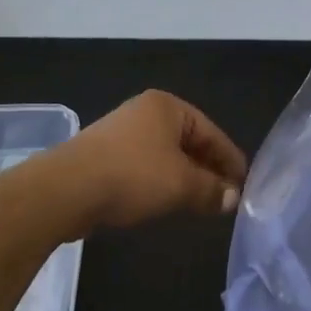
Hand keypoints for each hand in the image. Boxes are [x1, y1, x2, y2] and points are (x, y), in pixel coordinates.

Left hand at [47, 90, 247, 230]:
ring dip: (185, 178)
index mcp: (168, 107)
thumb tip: (232, 198)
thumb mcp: (181, 184)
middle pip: (189, 142)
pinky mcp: (105, 155)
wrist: (65, 190)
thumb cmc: (132, 176)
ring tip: (201, 203)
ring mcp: (122, 132)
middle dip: (208, 170)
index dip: (230, 160)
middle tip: (226, 197)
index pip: (212, 133)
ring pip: (167, 156)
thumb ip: (211, 190)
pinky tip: (167, 202)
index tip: (244, 185)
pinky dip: (161, 182)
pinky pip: (145, 166)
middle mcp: (146, 112)